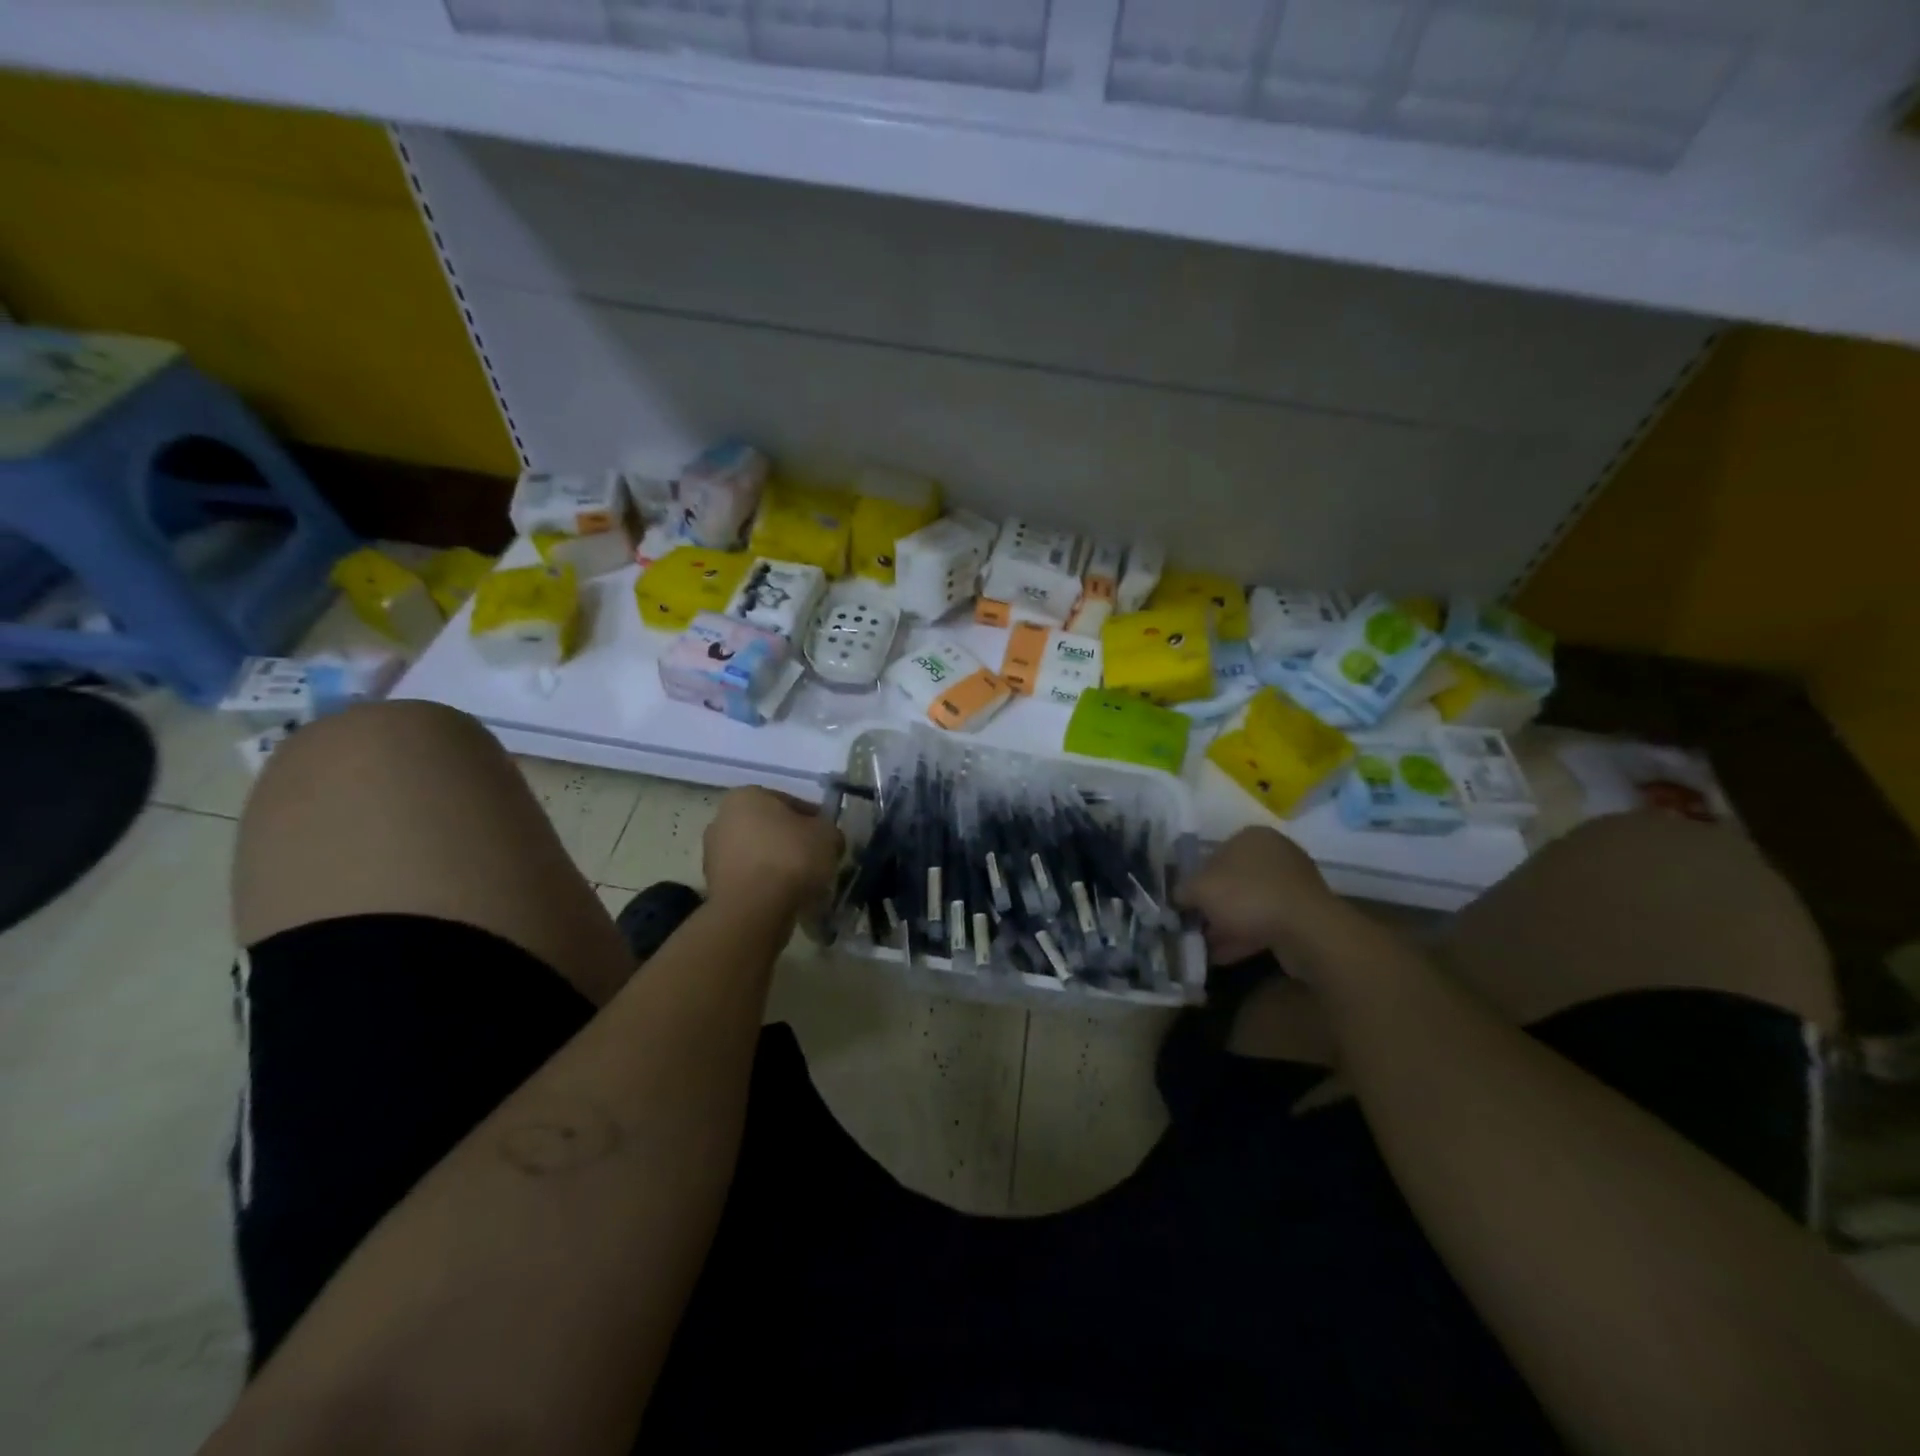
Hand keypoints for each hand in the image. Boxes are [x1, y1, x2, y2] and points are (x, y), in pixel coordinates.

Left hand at [703, 787, 843, 919]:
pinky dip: (767, 885)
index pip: (790, 802)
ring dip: (779, 865)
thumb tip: (827, 839)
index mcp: (747, 796)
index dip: (815, 820)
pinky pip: (750, 879)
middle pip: (771, 828)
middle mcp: (722, 818)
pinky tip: (786, 898)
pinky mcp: (713, 885)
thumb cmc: (790, 858)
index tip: (828, 839)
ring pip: (759, 855)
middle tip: (817, 860)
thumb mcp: (828, 836)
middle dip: (793, 842)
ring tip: (804, 884)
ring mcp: (713, 853)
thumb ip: (829, 831)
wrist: (753, 910)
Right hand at [1177, 827, 1344, 965]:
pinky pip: (1267, 922)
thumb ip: (1183, 890)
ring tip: (1207, 947)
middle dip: (1214, 906)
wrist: (1307, 930)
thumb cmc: (1248, 896)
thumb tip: (1179, 896)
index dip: (1197, 880)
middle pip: (1234, 880)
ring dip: (1228, 925)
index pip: (1215, 854)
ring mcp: (1294, 884)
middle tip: (1196, 926)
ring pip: (1250, 904)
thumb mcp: (1200, 890)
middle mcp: (1276, 854)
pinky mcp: (1305, 913)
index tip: (1187, 903)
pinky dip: (1246, 936)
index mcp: (1251, 837)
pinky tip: (1225, 957)